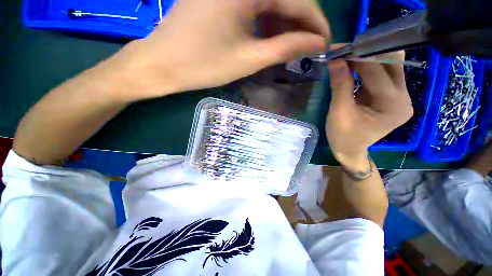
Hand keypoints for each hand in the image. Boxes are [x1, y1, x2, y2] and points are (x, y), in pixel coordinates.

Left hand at [111, 0, 329, 100]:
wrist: (163, 64)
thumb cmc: (203, 65)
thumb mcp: (248, 59)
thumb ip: (284, 48)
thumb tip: (315, 44)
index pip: (298, 1)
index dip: (316, 23)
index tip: (325, 43)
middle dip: (301, 25)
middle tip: (308, 49)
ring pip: (269, 3)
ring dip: (284, 25)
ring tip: (292, 48)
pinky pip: (253, 6)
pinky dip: (266, 22)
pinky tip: (269, 39)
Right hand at [325, 47, 412, 168]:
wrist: (350, 149)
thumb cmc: (343, 136)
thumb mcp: (339, 112)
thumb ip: (340, 86)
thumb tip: (336, 60)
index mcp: (393, 106)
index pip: (377, 73)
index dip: (357, 58)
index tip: (339, 49)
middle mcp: (404, 98)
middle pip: (392, 64)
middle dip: (366, 54)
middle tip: (344, 52)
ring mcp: (400, 96)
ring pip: (390, 66)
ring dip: (368, 59)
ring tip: (348, 57)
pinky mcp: (392, 96)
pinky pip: (384, 74)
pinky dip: (368, 67)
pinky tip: (354, 66)